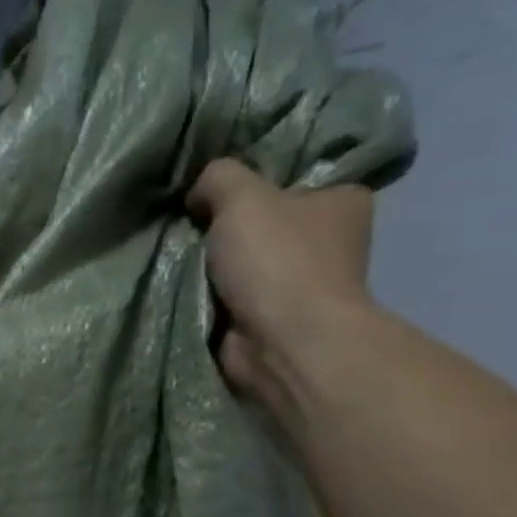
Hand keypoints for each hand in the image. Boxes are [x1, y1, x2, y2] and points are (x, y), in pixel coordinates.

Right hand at [187, 158, 376, 399]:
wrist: (281, 343)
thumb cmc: (277, 260)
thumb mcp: (241, 195)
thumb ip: (218, 176)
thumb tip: (199, 194)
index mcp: (341, 201)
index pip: (296, 174)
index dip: (255, 174)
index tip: (217, 180)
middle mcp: (327, 240)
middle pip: (263, 218)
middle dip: (224, 220)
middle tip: (187, 214)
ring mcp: (298, 283)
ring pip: (241, 258)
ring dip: (210, 259)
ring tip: (175, 248)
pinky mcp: (269, 317)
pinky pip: (227, 293)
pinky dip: (205, 291)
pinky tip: (178, 279)